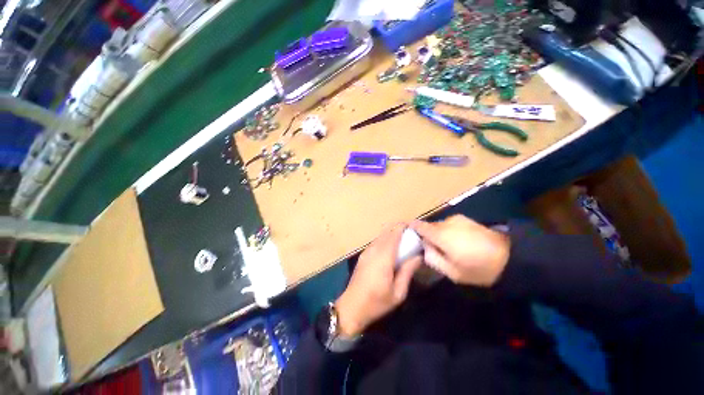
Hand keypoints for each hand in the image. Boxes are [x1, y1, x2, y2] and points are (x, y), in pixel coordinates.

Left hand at [334, 225, 422, 335]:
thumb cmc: (377, 302)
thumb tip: (418, 256)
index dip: (402, 227)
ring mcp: (366, 251)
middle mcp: (374, 250)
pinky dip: (384, 240)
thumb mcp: (398, 292)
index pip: (394, 234)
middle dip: (398, 229)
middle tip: (410, 234)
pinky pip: (375, 242)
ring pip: (380, 236)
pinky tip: (390, 249)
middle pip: (386, 232)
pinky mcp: (363, 255)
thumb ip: (408, 271)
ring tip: (402, 241)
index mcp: (384, 257)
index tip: (413, 227)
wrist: (352, 307)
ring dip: (390, 234)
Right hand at [411, 215, 509, 286]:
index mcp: (440, 234)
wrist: (511, 257)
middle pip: (429, 226)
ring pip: (440, 226)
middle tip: (432, 250)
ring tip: (448, 248)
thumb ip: (433, 258)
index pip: (418, 225)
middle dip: (427, 236)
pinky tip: (459, 243)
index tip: (409, 236)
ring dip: (439, 234)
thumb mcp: (452, 272)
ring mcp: (458, 219)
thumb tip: (424, 248)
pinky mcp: (467, 220)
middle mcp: (446, 222)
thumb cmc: (479, 268)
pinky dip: (449, 232)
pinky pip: (450, 225)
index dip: (411, 229)